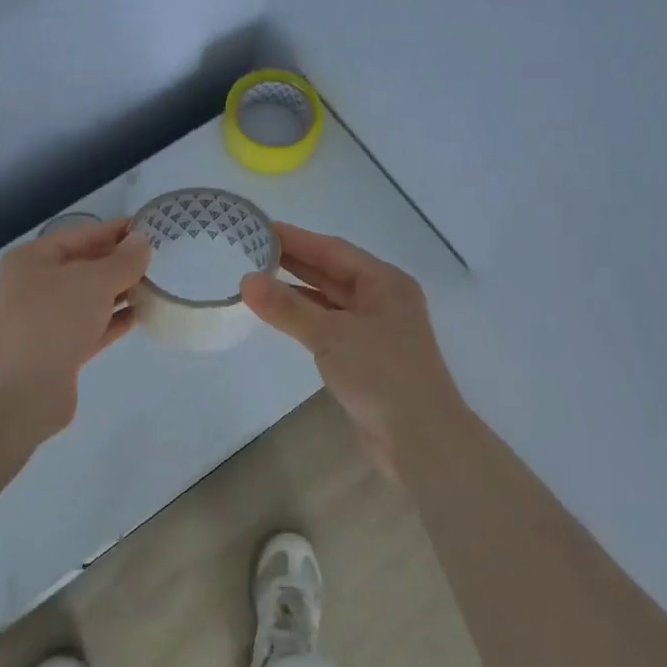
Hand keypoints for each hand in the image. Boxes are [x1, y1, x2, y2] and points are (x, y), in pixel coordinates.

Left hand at [0, 216, 151, 435]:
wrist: (22, 390)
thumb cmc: (54, 320)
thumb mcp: (94, 281)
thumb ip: (123, 261)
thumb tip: (142, 242)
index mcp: (33, 259)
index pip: (81, 235)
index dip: (115, 230)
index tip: (150, 227)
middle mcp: (36, 286)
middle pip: (84, 266)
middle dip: (119, 262)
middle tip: (160, 257)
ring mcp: (46, 320)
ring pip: (90, 298)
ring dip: (120, 291)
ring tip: (158, 284)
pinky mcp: (60, 351)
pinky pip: (93, 327)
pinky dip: (115, 320)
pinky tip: (143, 314)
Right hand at [241, 224, 463, 474]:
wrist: (420, 439)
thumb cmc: (382, 375)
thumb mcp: (331, 335)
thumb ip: (288, 307)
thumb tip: (246, 281)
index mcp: (386, 283)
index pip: (334, 250)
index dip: (297, 238)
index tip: (260, 227)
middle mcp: (383, 300)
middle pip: (333, 272)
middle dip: (294, 261)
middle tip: (251, 248)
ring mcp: (376, 331)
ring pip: (330, 301)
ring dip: (297, 291)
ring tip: (257, 278)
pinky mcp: (366, 359)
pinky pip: (330, 326)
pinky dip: (305, 318)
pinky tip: (280, 316)